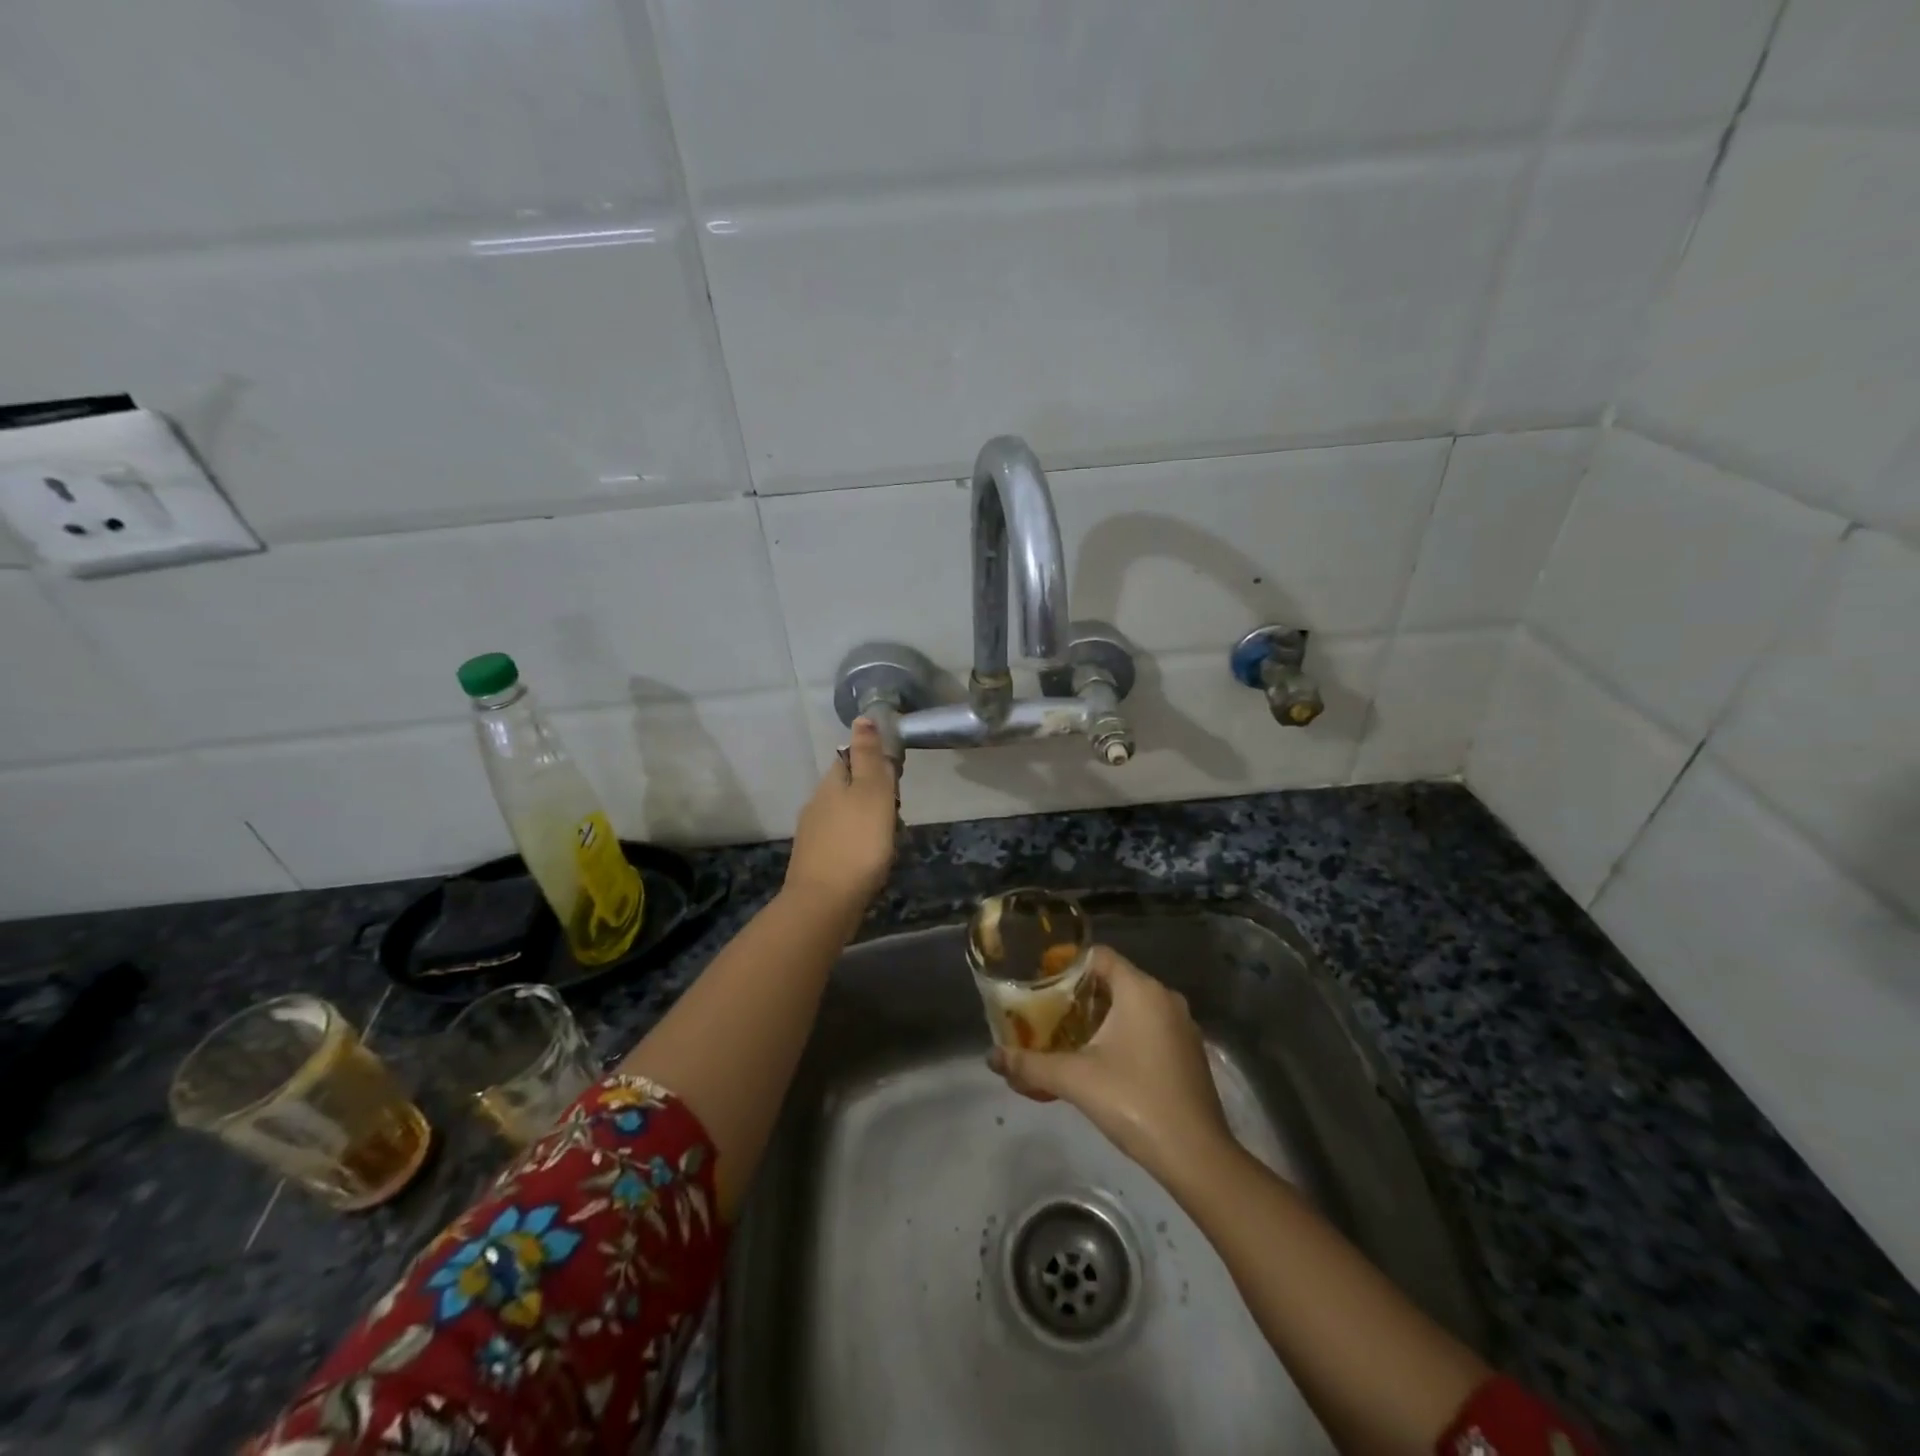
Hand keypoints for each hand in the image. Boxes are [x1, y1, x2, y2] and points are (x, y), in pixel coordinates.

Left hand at [784, 718, 898, 914]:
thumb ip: (868, 756)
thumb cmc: (858, 843)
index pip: (849, 758)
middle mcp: (816, 804)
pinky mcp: (815, 862)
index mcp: (831, 783)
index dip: (873, 762)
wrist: (825, 903)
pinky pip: (841, 842)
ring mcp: (812, 835)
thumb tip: (862, 717)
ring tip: (887, 841)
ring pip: (845, 816)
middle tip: (896, 815)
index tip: (894, 779)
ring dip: (866, 822)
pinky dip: (857, 845)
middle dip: (873, 796)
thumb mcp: (872, 792)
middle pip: (848, 788)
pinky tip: (869, 860)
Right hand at [988, 946, 1232, 1185]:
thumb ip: (1030, 1065)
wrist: (1197, 1156)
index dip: (1067, 964)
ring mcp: (1181, 1025)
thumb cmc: (1135, 1102)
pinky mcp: (1188, 1052)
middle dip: (1078, 994)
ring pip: (1132, 1006)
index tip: (1040, 981)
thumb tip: (991, 1058)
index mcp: (1141, 990)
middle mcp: (1165, 998)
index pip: (1098, 956)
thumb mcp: (1075, 1080)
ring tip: (1067, 1035)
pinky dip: (1123, 1034)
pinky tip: (1102, 1061)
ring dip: (1101, 1016)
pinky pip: (1149, 1027)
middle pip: (1113, 980)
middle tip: (1046, 1011)